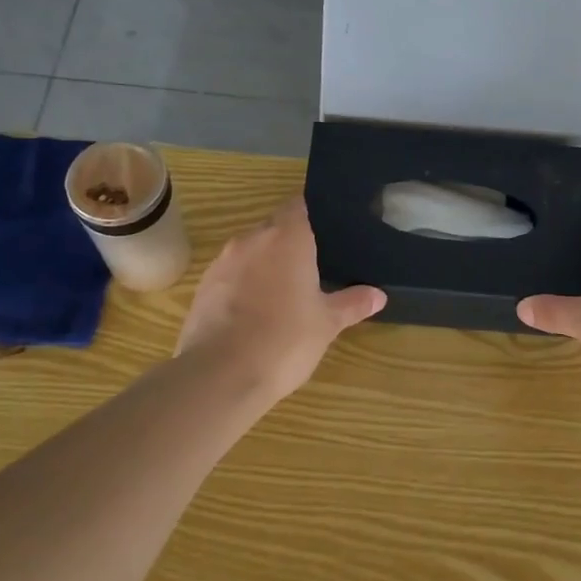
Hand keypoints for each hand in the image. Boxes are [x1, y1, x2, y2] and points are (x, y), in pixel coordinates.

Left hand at [176, 199, 385, 398]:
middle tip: (312, 267)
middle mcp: (252, 240)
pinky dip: (242, 286)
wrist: (220, 376)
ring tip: (283, 293)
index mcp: (286, 238)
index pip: (298, 205)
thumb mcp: (327, 323)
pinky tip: (254, 314)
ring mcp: (222, 263)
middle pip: (273, 228)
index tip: (325, 229)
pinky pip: (229, 276)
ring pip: (250, 252)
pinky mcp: (202, 288)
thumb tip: (378, 296)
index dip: (311, 213)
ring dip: (264, 265)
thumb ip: (352, 304)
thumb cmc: (285, 340)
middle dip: (290, 243)